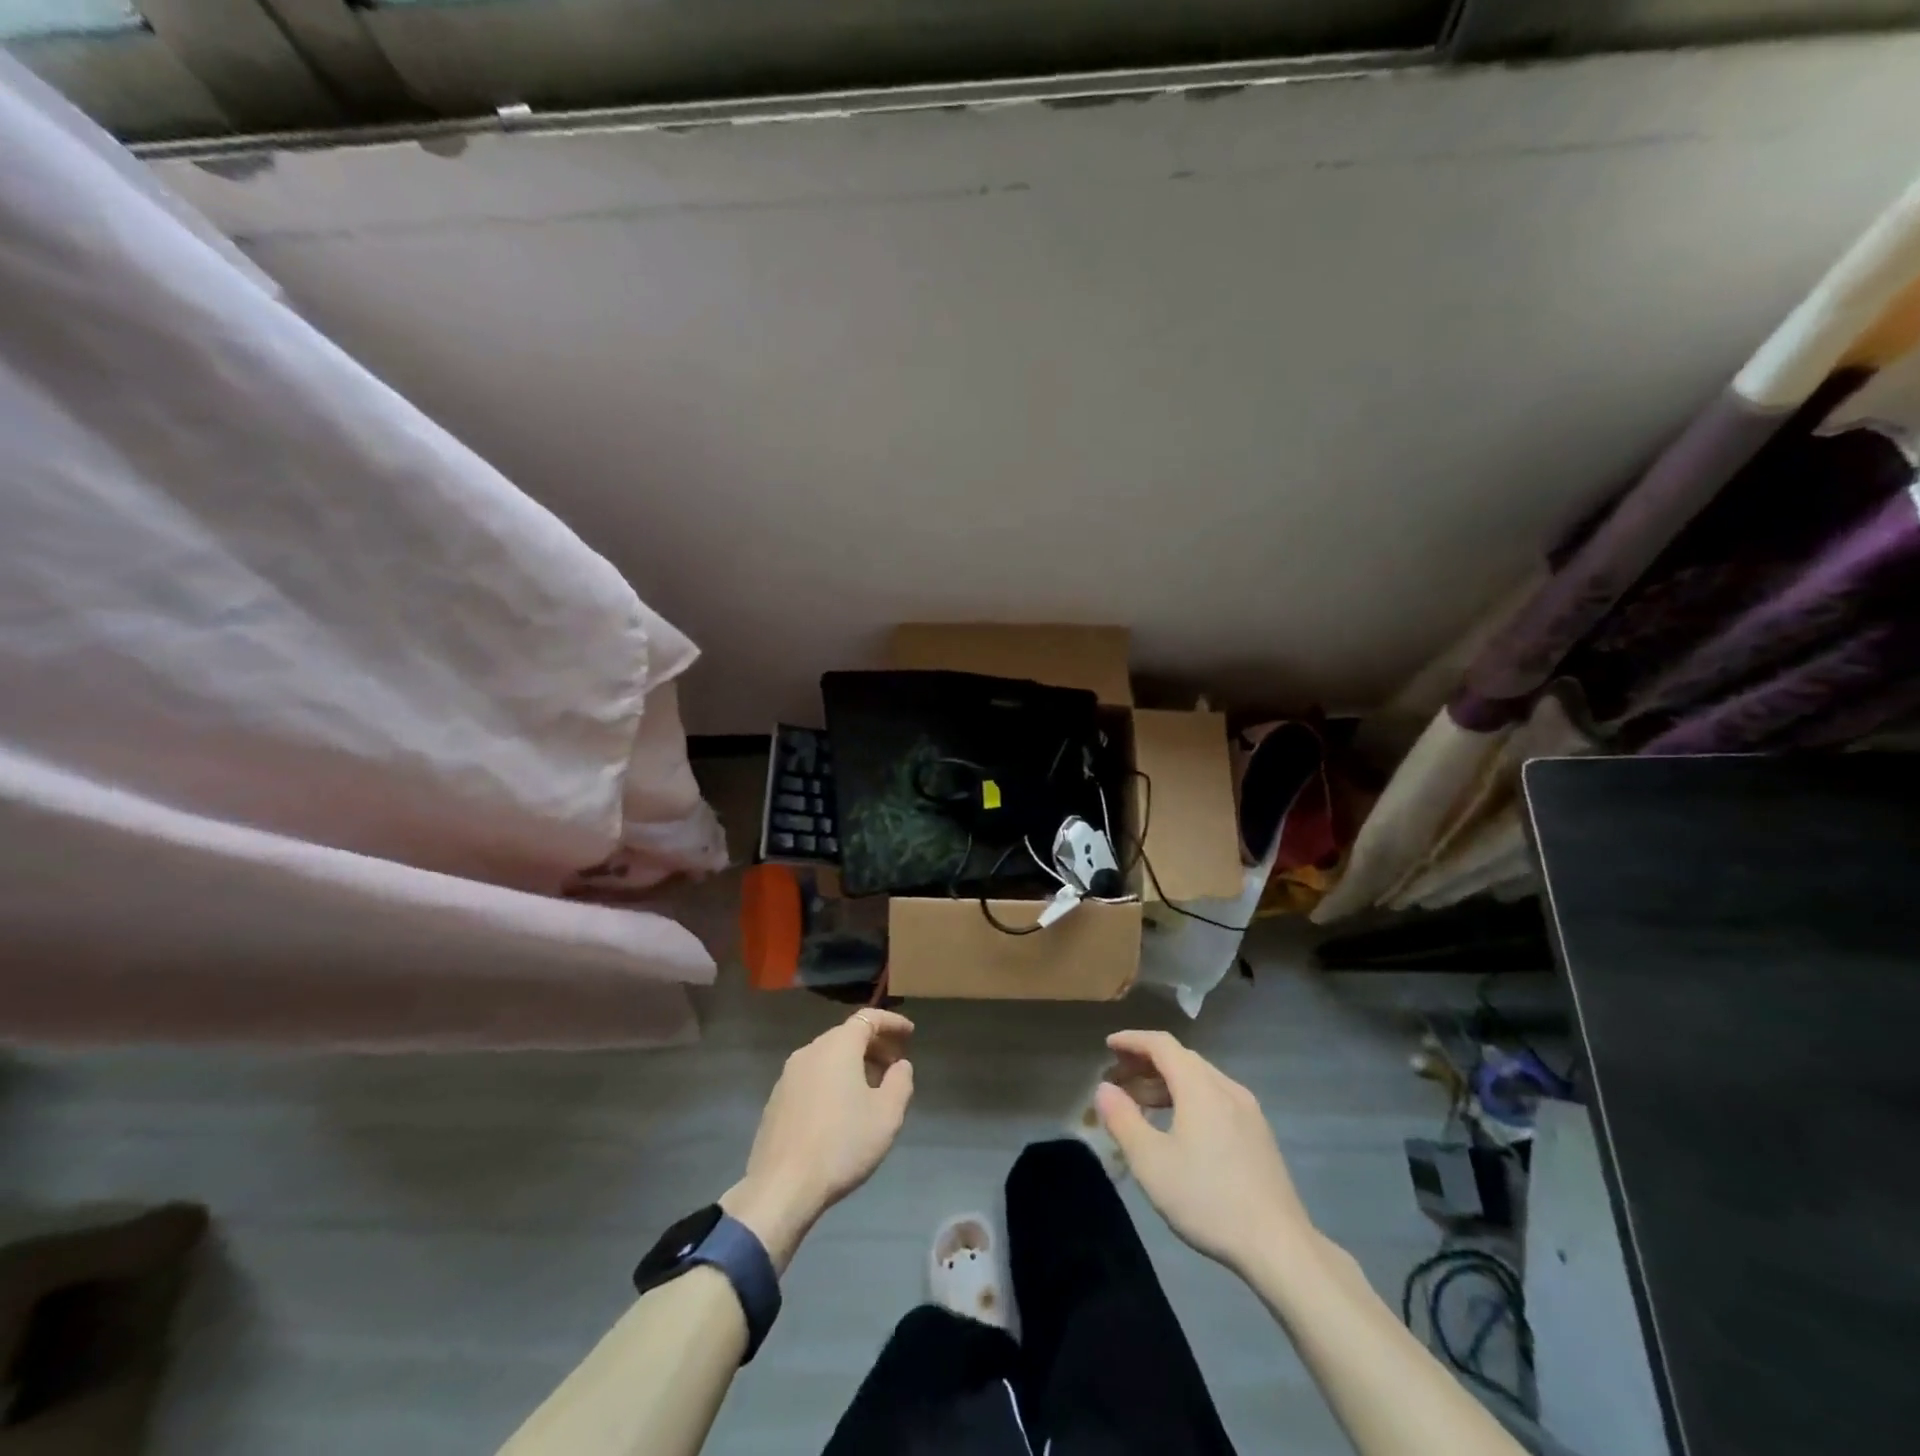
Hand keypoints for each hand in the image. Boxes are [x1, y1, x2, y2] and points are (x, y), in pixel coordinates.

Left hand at [721, 1009, 914, 1270]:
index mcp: (837, 1046)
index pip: (868, 1018)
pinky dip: (833, 1080)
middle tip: (895, 1065)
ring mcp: (788, 1075)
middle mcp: (810, 1051)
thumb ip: (900, 1082)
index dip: (892, 1023)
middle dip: (874, 1045)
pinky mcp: (777, 1100)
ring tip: (872, 1089)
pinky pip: (812, 1076)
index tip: (910, 1034)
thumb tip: (900, 1065)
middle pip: (847, 1036)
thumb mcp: (887, 1115)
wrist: (782, 1187)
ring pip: (828, 1057)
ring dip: (853, 1064)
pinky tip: (842, 1109)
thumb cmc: (842, 1144)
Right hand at [1095, 1030, 1314, 1280]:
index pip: (1162, 1044)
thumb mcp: (1151, 1162)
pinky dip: (1188, 1099)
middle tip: (1118, 1078)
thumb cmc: (1207, 1199)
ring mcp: (1248, 1111)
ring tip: (1140, 1105)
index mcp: (1200, 1086)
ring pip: (1200, 1080)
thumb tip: (1104, 1088)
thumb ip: (1123, 1120)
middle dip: (1146, 1063)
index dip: (1132, 1041)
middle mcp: (1226, 1088)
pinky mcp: (1258, 1134)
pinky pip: (1215, 1099)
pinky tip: (1178, 1128)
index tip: (1108, 1046)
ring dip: (1166, 1083)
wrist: (1279, 1246)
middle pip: (1181, 1059)